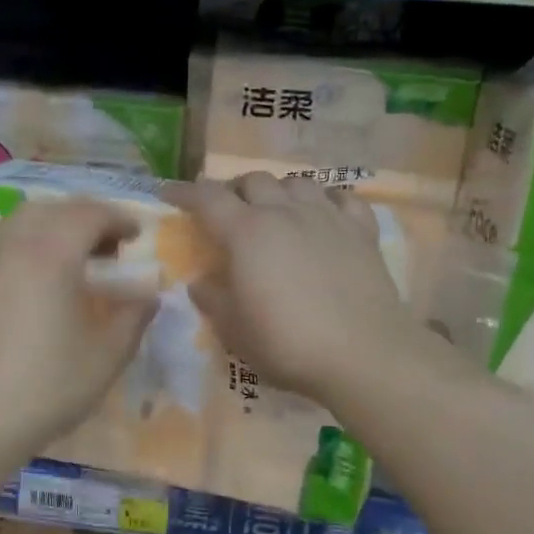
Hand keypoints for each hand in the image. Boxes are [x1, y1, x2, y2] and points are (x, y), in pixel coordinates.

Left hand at [0, 199, 155, 476]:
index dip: (119, 218)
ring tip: (66, 260)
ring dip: (48, 229)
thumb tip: (148, 296)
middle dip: (83, 218)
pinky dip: (18, 248)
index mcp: (50, 253)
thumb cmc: (45, 389)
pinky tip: (24, 283)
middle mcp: (9, 245)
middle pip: (50, 209)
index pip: (89, 214)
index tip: (136, 235)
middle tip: (105, 246)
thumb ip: (134, 318)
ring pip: (15, 224)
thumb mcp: (106, 357)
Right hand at [169, 174, 415, 410]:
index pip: (207, 198)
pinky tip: (325, 216)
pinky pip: (343, 199)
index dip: (184, 192)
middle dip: (234, 189)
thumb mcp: (234, 330)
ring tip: (276, 211)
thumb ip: (213, 299)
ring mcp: (327, 217)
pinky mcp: (362, 232)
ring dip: (279, 191)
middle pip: (254, 180)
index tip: (169, 193)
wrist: (364, 354)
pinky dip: (328, 201)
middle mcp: (285, 213)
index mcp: (246, 233)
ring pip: (298, 182)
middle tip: (228, 212)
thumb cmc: (287, 343)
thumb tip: (201, 282)